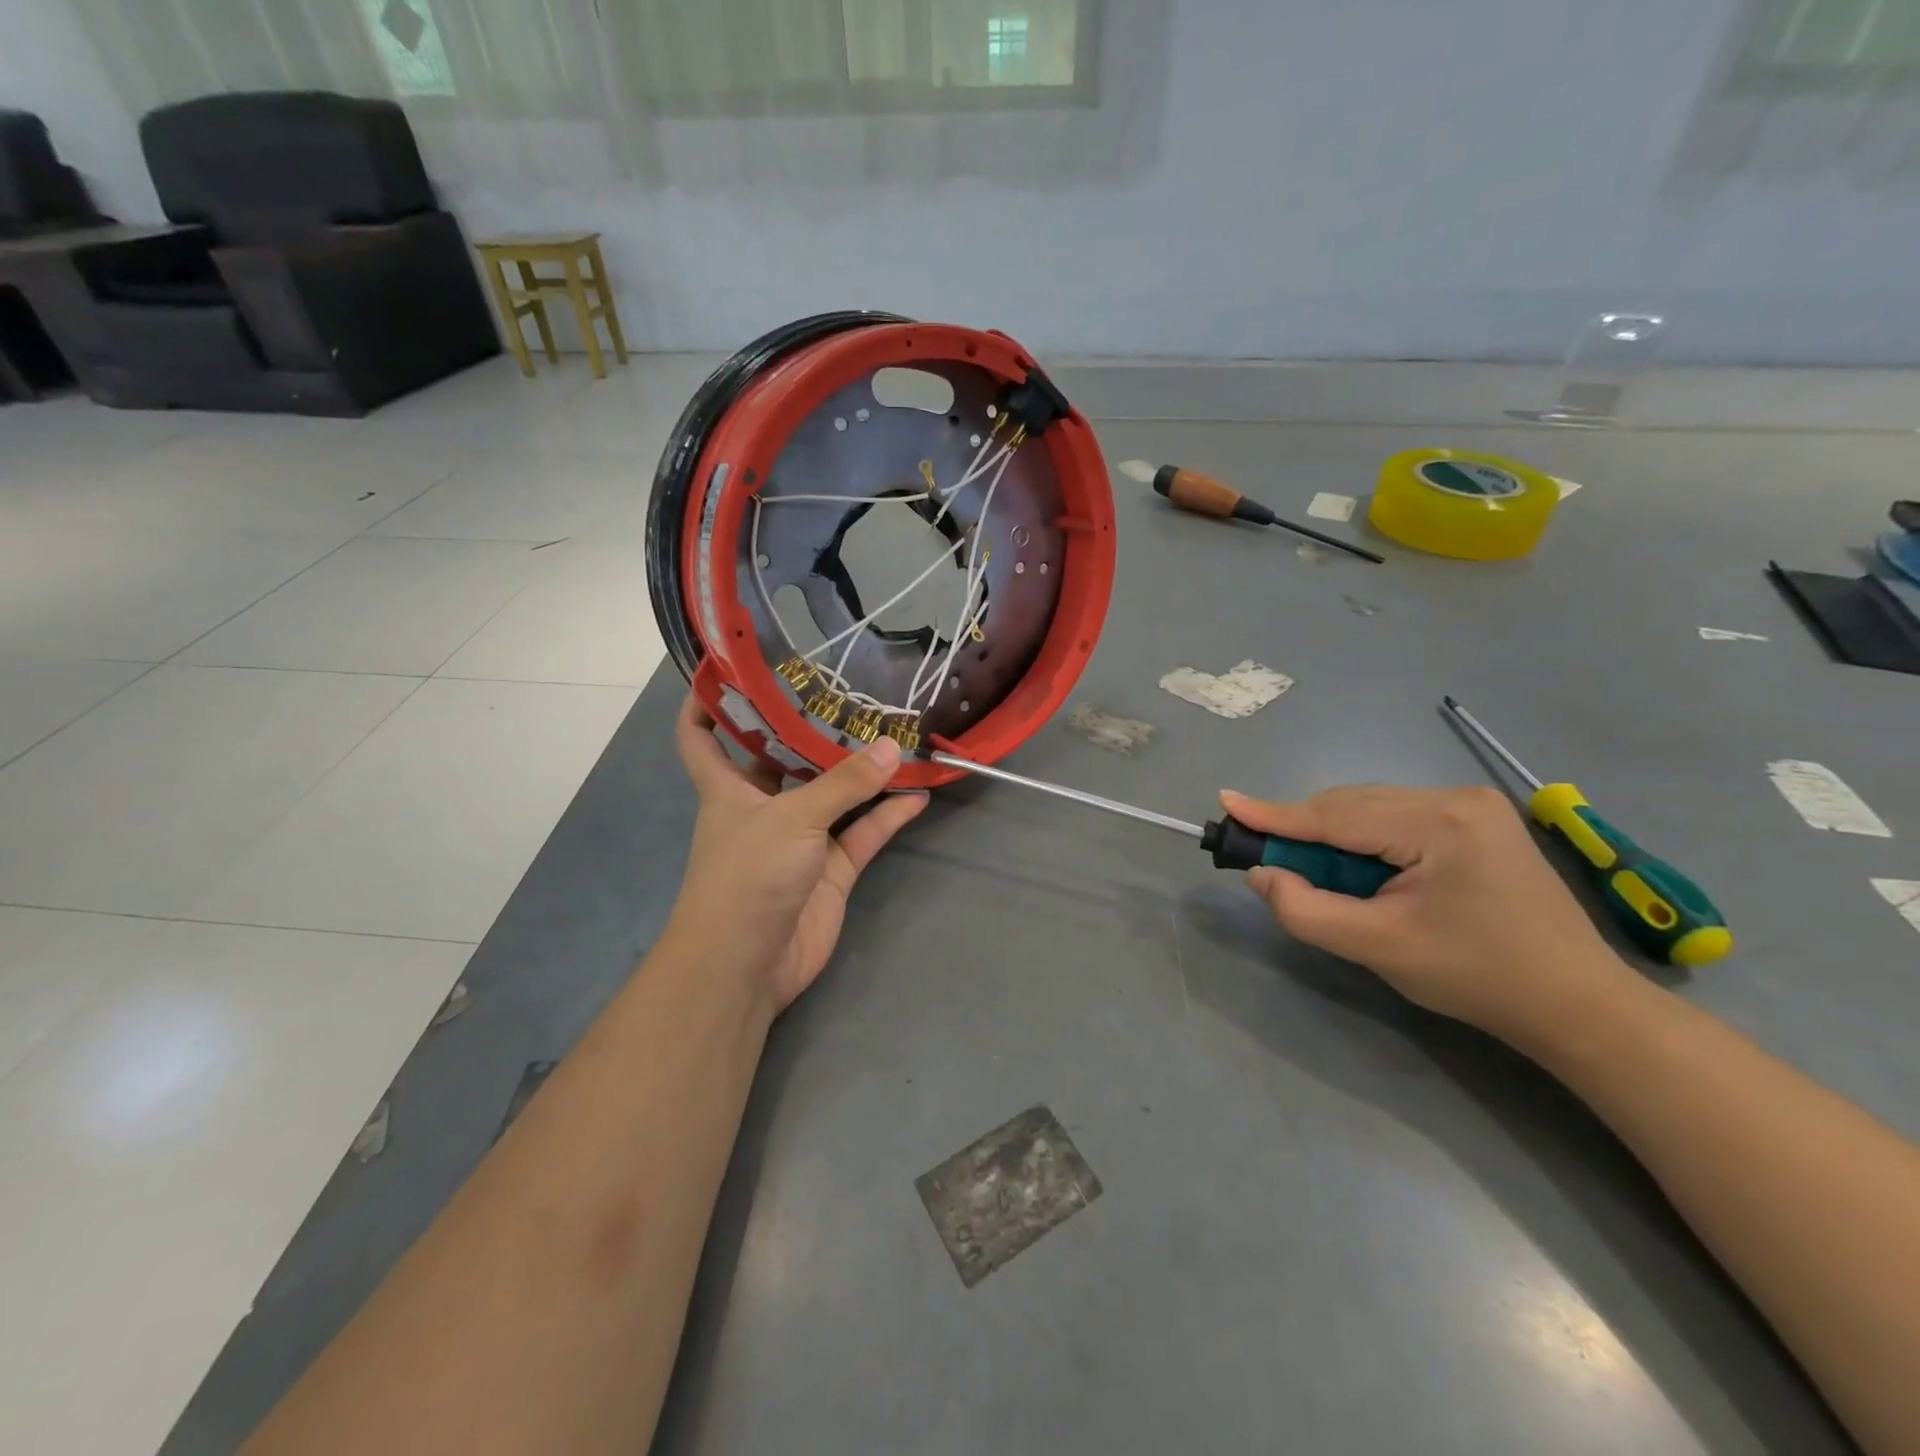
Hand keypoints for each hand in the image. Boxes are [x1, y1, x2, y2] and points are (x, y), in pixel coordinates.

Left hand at [668, 697, 927, 1013]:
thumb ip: (844, 783)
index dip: (707, 702)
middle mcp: (761, 808)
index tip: (731, 669)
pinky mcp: (830, 871)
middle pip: (783, 759)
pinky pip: (863, 834)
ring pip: (834, 796)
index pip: (701, 736)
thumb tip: (892, 747)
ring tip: (897, 735)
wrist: (748, 964)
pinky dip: (888, 816)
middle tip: (848, 691)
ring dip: (862, 773)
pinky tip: (918, 794)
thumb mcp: (793, 817)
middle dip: (810, 730)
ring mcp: (800, 840)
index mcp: (727, 788)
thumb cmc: (748, 874)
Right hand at [1227, 785, 1637, 1047]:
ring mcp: (1472, 803)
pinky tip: (1365, 870)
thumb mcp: (1379, 948)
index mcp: (1439, 824)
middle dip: (1307, 833)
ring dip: (1336, 838)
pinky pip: (1396, 817)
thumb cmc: (1478, 978)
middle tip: (1270, 863)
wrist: (1576, 1003)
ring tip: (1322, 878)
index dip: (1275, 814)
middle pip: (1352, 805)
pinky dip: (1366, 839)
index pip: (1336, 814)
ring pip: (1372, 808)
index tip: (1227, 802)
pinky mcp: (1477, 818)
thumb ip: (1308, 910)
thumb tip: (1262, 874)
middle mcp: (1456, 797)